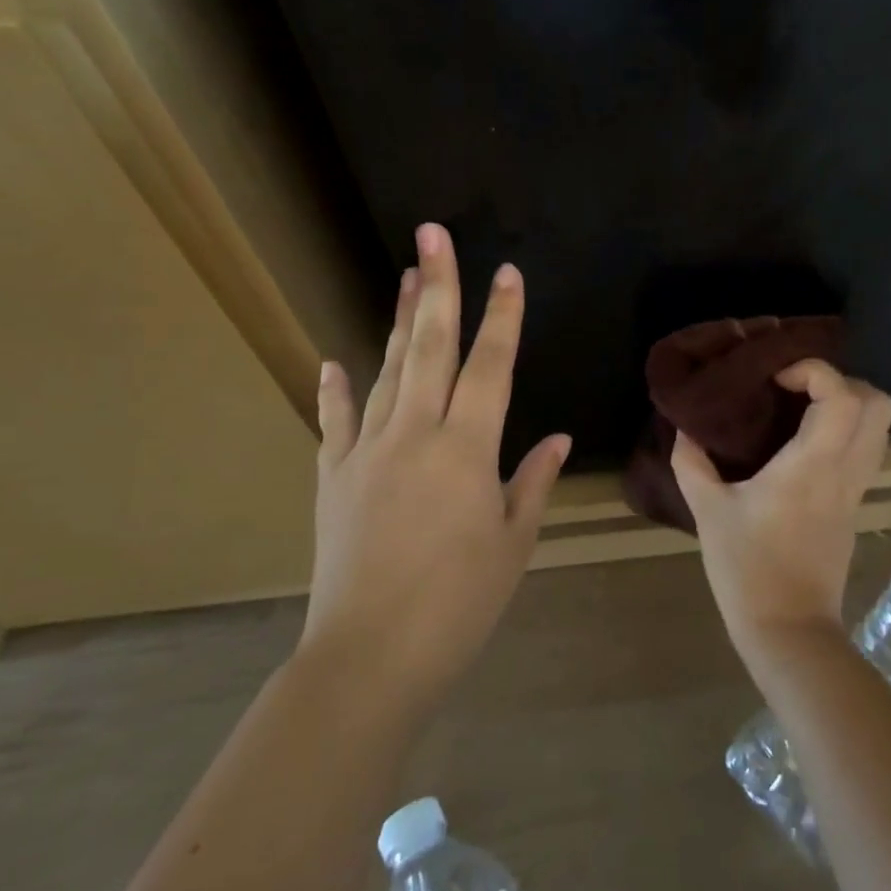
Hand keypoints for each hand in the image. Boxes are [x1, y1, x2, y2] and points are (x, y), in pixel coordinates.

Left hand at [300, 222, 570, 711]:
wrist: (370, 656)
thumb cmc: (458, 603)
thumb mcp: (513, 543)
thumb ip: (532, 481)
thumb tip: (557, 439)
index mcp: (466, 448)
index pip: (491, 366)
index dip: (503, 316)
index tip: (507, 271)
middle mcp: (415, 434)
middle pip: (429, 346)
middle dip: (436, 286)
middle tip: (433, 234)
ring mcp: (367, 451)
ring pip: (385, 371)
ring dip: (396, 321)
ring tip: (404, 277)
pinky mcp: (333, 477)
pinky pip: (335, 424)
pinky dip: (335, 391)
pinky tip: (333, 362)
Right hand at [674, 359, 890, 665]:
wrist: (788, 630)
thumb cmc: (748, 569)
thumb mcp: (709, 511)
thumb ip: (692, 463)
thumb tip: (685, 428)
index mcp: (813, 465)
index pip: (842, 395)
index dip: (814, 370)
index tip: (775, 378)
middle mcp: (845, 470)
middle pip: (879, 404)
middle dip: (842, 381)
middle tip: (796, 388)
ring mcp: (856, 489)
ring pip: (880, 428)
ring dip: (848, 405)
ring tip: (801, 410)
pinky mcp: (854, 506)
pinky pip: (867, 451)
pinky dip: (846, 431)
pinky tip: (804, 443)